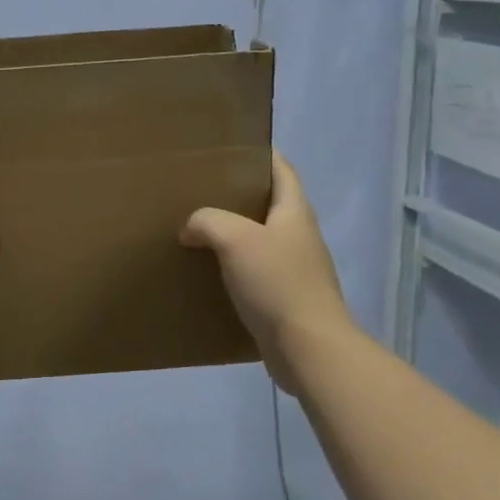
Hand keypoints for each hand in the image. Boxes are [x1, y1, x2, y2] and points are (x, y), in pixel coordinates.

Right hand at [180, 152, 351, 371]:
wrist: (309, 349)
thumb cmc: (277, 283)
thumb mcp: (235, 239)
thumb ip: (208, 221)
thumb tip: (191, 228)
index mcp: (295, 213)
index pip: (282, 170)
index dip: (262, 155)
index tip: (232, 149)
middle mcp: (299, 237)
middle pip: (270, 205)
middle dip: (239, 196)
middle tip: (201, 191)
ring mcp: (296, 271)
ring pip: (260, 241)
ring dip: (234, 235)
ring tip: (197, 231)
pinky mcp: (286, 300)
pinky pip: (256, 274)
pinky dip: (234, 268)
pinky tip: (208, 274)